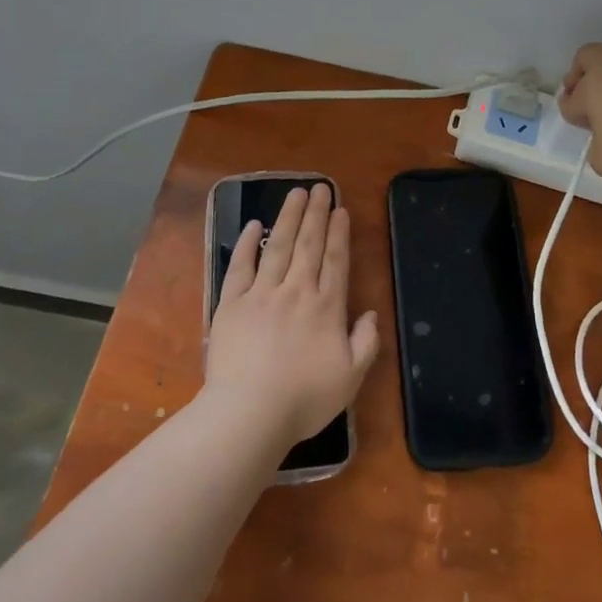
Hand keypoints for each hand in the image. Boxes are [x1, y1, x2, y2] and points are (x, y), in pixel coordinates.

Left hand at [205, 185, 378, 444]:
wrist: (248, 414)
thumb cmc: (304, 399)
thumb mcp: (351, 378)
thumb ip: (366, 343)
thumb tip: (370, 314)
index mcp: (326, 307)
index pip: (336, 261)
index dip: (339, 233)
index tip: (340, 209)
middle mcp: (296, 291)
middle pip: (309, 244)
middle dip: (316, 214)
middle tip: (320, 187)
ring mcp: (262, 294)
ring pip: (278, 247)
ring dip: (288, 218)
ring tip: (295, 193)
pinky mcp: (231, 304)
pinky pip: (241, 266)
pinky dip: (248, 244)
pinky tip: (254, 226)